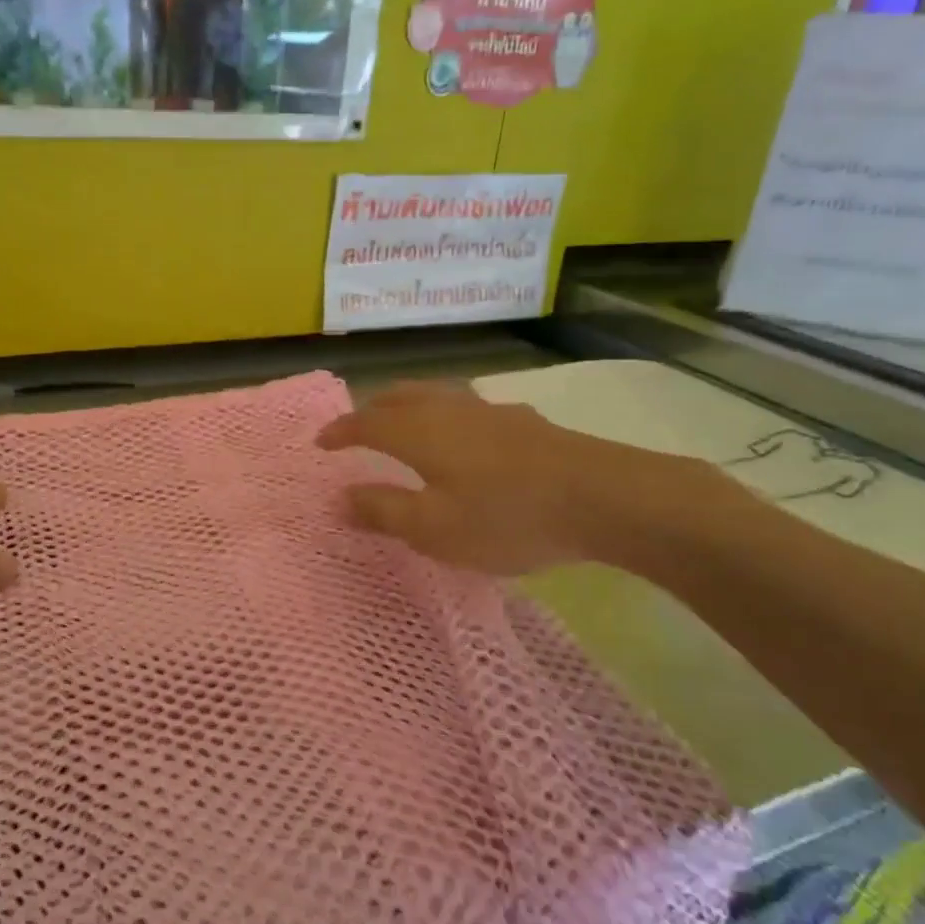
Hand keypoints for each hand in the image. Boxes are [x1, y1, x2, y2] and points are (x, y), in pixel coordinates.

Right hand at [316, 381, 721, 575]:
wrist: (604, 498)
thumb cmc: (506, 517)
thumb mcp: (434, 528)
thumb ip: (383, 511)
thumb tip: (340, 497)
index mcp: (420, 432)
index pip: (366, 423)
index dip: (340, 431)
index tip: (320, 442)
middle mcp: (449, 410)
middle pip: (399, 396)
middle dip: (371, 409)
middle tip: (356, 427)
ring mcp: (490, 411)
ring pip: (436, 395)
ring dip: (408, 405)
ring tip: (403, 423)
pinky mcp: (524, 422)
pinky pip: (466, 407)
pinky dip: (445, 415)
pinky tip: (464, 436)